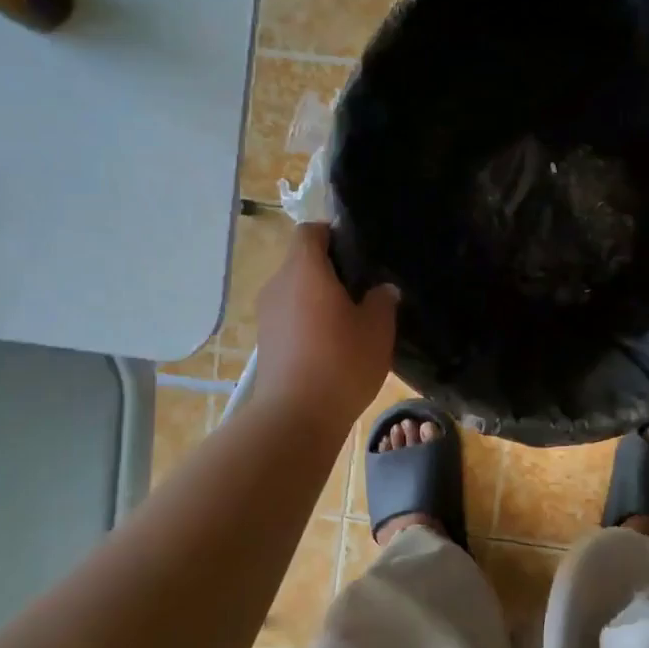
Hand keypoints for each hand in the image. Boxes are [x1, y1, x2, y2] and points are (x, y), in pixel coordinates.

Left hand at [253, 223, 398, 428]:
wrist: (296, 416)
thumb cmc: (341, 362)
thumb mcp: (377, 329)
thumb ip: (382, 300)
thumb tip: (382, 289)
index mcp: (304, 269)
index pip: (310, 231)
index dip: (333, 235)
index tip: (358, 254)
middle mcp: (278, 284)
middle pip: (301, 261)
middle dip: (330, 270)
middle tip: (362, 289)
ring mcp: (267, 314)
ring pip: (295, 291)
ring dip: (318, 298)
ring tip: (349, 319)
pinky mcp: (265, 341)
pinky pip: (289, 316)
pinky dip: (308, 320)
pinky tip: (331, 344)